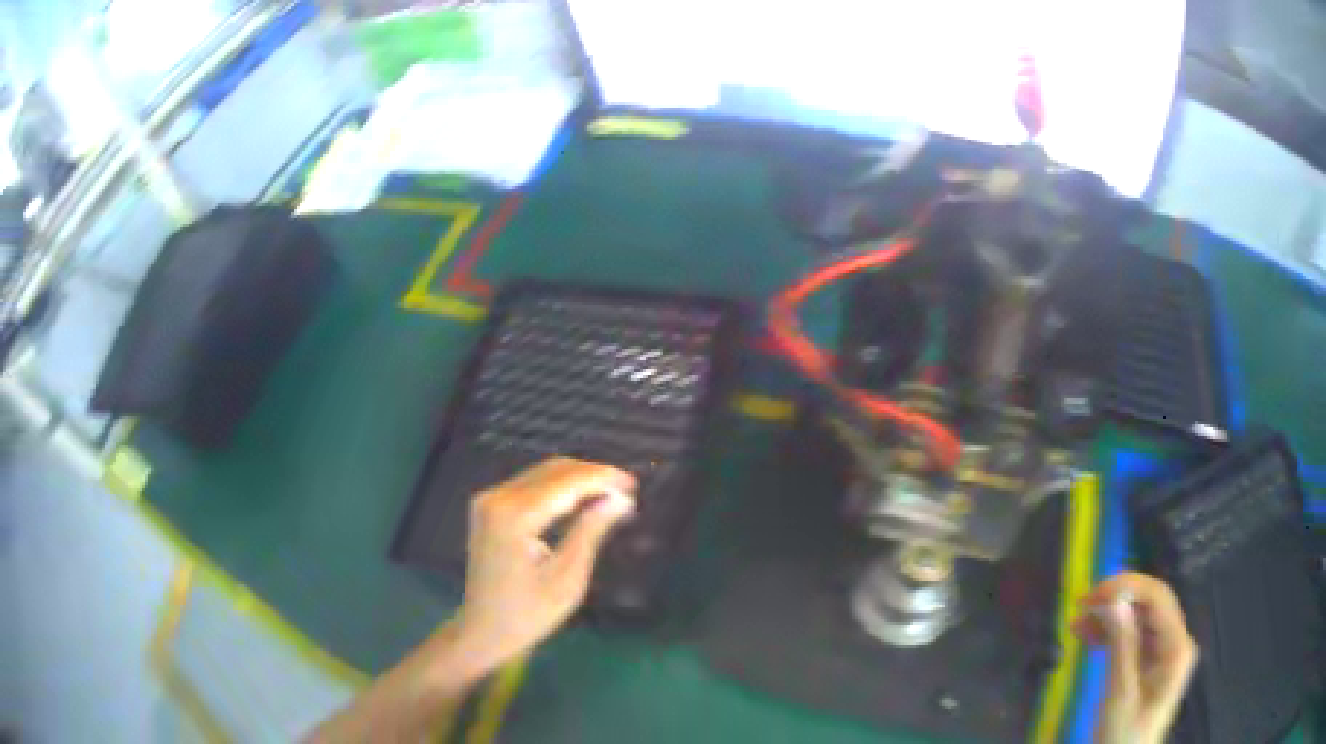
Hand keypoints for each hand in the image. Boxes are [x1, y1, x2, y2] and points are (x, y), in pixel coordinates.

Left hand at [452, 457, 636, 670]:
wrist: (484, 630)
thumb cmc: (529, 614)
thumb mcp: (567, 578)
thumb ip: (591, 531)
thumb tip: (621, 499)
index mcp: (514, 517)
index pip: (565, 482)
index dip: (602, 478)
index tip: (633, 484)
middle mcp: (496, 498)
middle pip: (552, 471)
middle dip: (592, 475)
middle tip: (627, 489)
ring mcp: (488, 500)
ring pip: (542, 474)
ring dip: (577, 479)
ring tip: (611, 494)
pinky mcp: (489, 507)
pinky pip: (530, 485)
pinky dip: (559, 488)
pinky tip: (582, 500)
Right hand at [1072, 572, 1198, 743]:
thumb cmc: (1123, 736)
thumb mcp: (1119, 695)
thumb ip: (1121, 646)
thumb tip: (1113, 600)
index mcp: (1177, 646)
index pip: (1158, 598)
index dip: (1127, 587)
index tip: (1092, 594)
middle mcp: (1175, 641)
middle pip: (1150, 606)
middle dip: (1117, 601)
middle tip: (1081, 605)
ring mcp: (1164, 653)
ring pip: (1140, 621)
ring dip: (1111, 619)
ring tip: (1077, 624)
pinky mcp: (1151, 665)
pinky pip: (1134, 639)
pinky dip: (1112, 636)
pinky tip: (1089, 637)